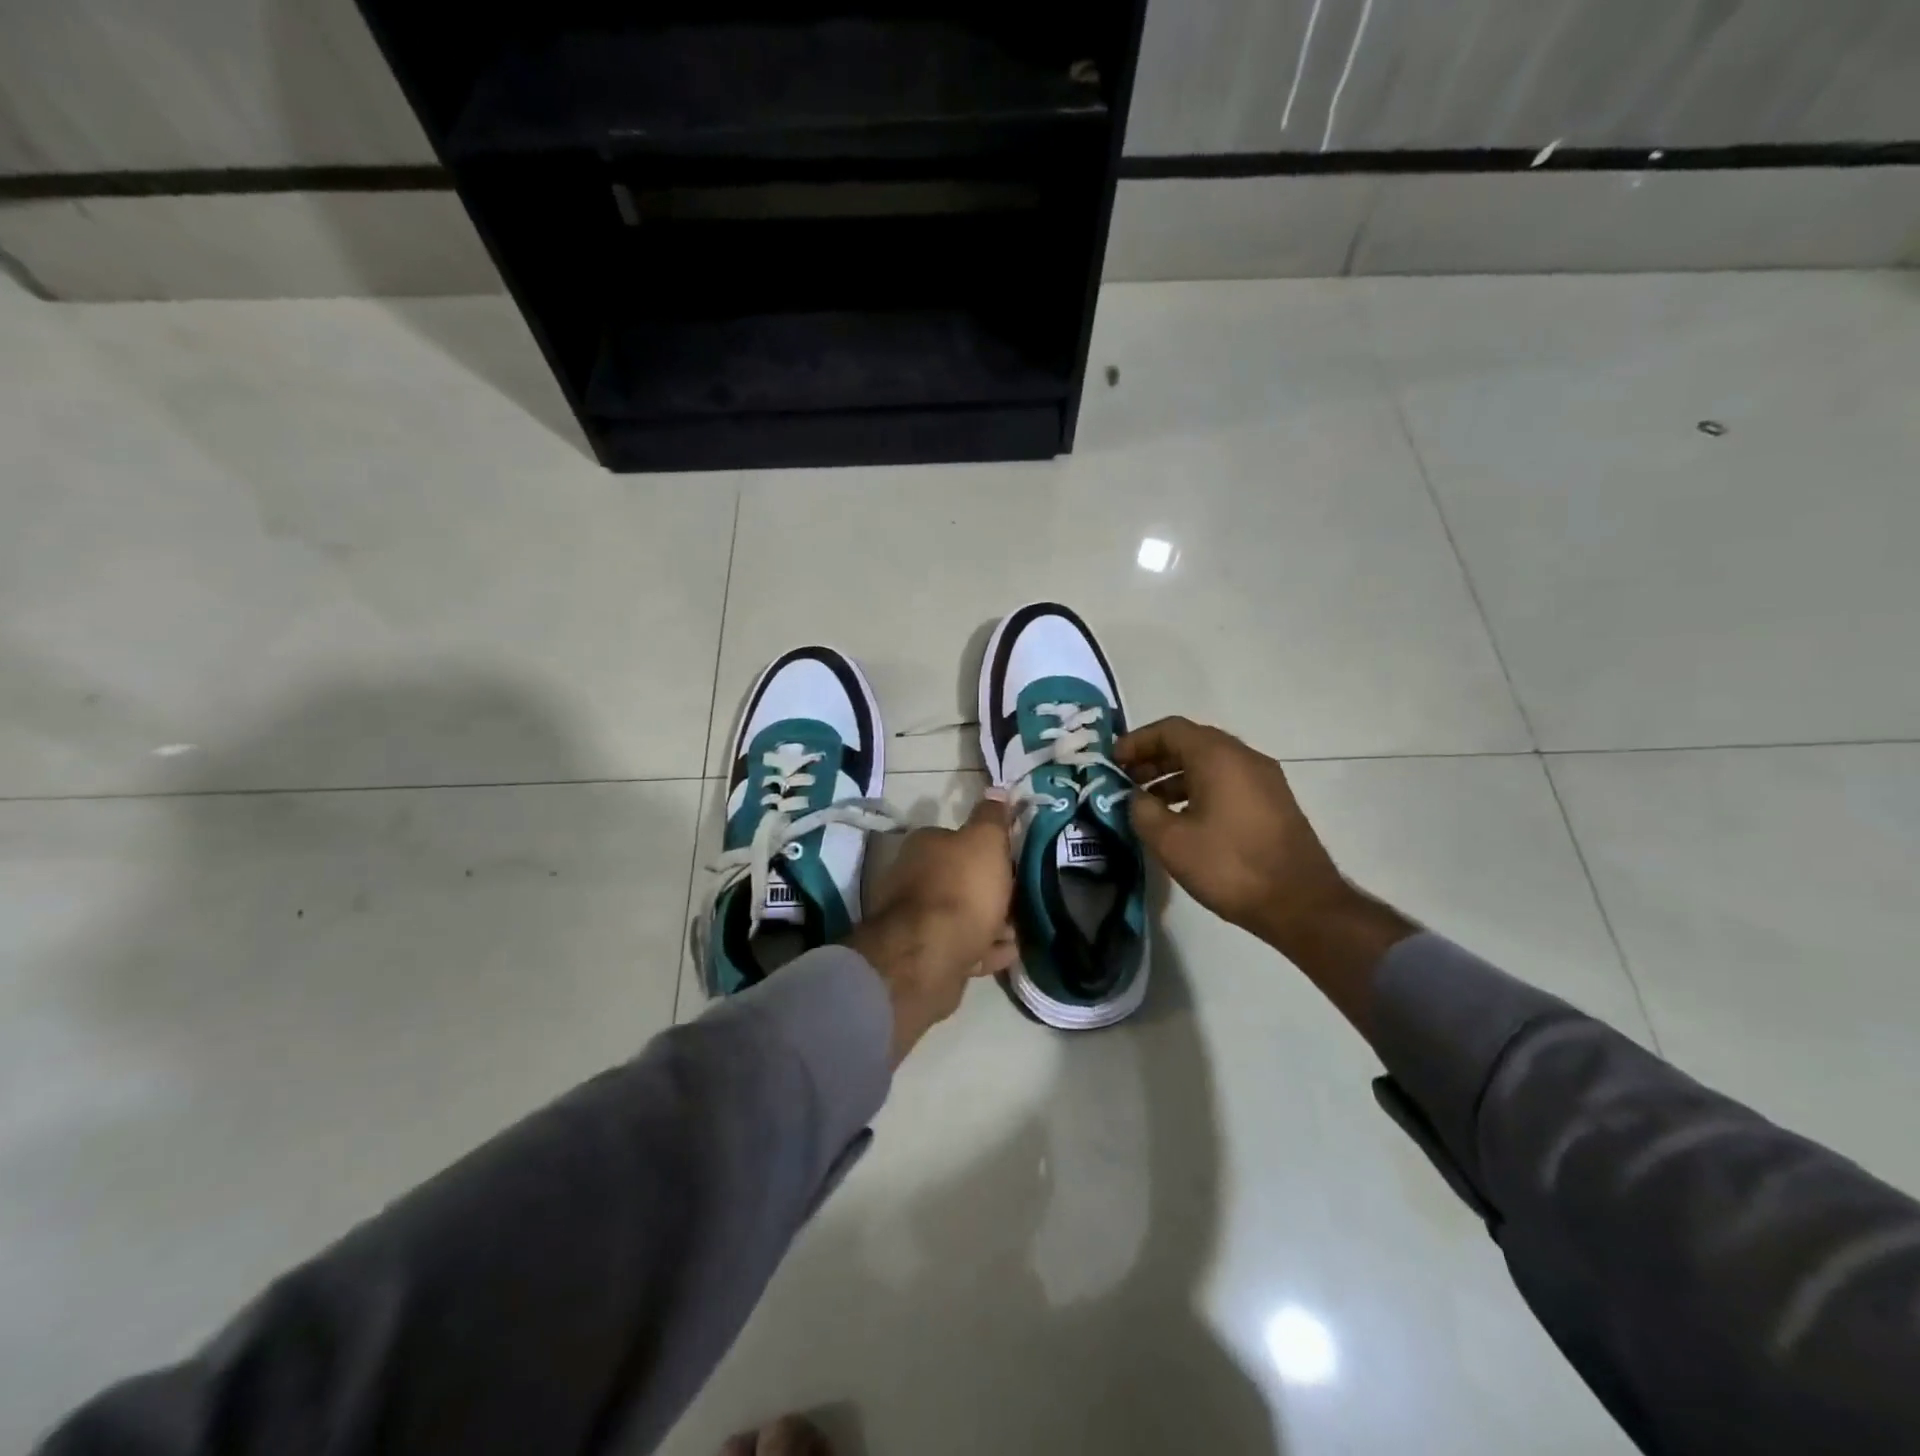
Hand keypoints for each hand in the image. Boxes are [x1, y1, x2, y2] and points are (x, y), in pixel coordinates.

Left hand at [845, 792, 1017, 1063]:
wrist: (930, 956)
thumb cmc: (961, 889)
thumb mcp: (985, 842)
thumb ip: (992, 817)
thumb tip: (996, 790)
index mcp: (925, 845)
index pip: (959, 839)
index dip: (989, 849)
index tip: (1015, 861)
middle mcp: (915, 878)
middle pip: (962, 879)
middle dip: (993, 890)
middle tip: (1024, 898)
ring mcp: (918, 921)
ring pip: (965, 916)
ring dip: (993, 922)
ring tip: (1022, 930)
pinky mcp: (926, 955)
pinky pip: (964, 947)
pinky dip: (986, 948)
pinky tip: (1010, 953)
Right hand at [1116, 717, 1350, 948]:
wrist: (1301, 903)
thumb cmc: (1229, 865)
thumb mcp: (1170, 841)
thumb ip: (1143, 810)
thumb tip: (1138, 798)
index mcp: (1218, 757)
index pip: (1170, 729)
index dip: (1137, 741)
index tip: (1113, 761)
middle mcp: (1244, 757)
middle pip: (1191, 742)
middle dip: (1154, 757)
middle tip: (1126, 780)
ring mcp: (1264, 779)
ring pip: (1210, 763)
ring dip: (1175, 775)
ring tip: (1148, 802)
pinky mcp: (1272, 802)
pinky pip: (1227, 781)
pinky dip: (1198, 788)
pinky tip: (1182, 818)